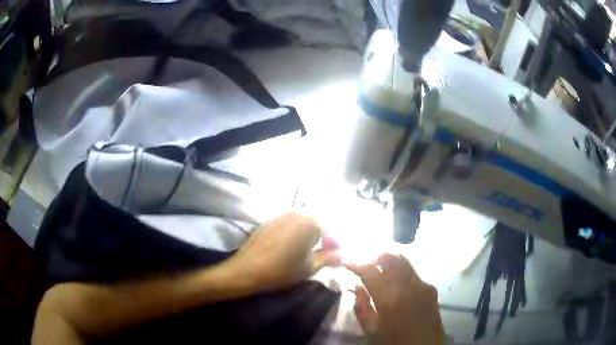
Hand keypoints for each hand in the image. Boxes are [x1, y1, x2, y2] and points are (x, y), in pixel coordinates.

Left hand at [226, 212, 339, 292]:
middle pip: (320, 222)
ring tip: (313, 249)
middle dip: (326, 236)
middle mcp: (298, 212)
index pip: (333, 230)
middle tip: (327, 252)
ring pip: (305, 221)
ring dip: (313, 232)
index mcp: (311, 221)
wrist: (247, 270)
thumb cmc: (282, 270)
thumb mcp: (310, 267)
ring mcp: (282, 214)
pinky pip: (291, 222)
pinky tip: (295, 245)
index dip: (338, 244)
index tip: (340, 256)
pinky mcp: (271, 220)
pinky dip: (298, 231)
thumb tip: (345, 255)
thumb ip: (330, 258)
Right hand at [346, 254, 445, 344]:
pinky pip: (413, 273)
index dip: (356, 264)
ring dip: (388, 261)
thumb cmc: (395, 343)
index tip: (347, 262)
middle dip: (374, 255)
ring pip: (404, 261)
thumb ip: (362, 307)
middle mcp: (409, 286)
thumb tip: (358, 287)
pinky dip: (400, 272)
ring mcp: (423, 285)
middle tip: (363, 261)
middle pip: (391, 257)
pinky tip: (395, 283)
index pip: (370, 271)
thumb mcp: (371, 331)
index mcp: (390, 299)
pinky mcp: (431, 288)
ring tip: (377, 269)